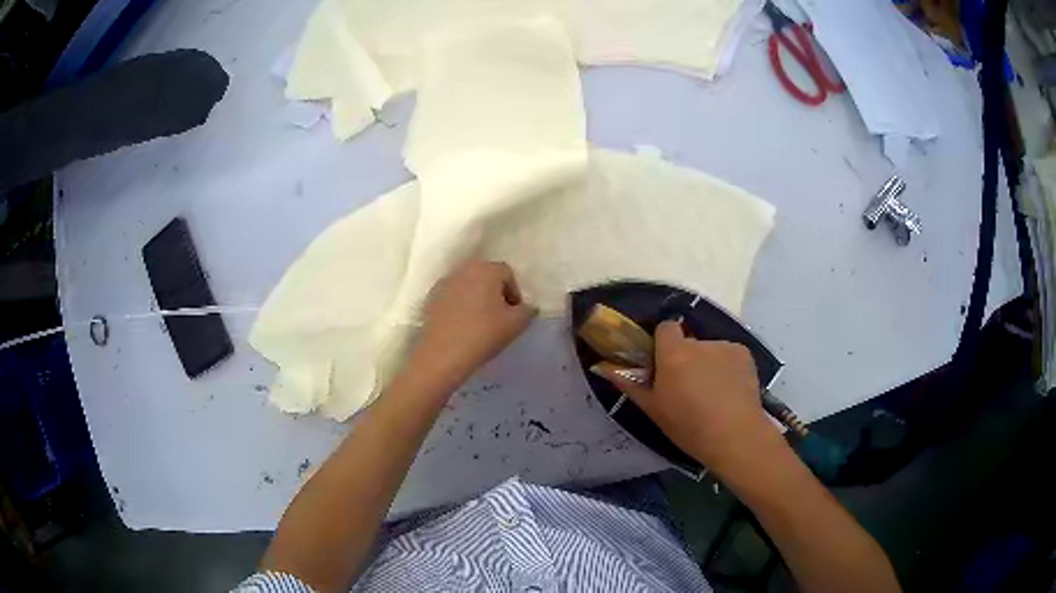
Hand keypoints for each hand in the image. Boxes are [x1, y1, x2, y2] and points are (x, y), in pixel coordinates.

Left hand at [410, 259, 536, 390]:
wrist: (442, 355)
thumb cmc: (483, 334)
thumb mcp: (516, 324)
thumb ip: (527, 311)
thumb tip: (527, 308)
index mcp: (485, 269)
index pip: (507, 273)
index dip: (515, 293)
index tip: (515, 314)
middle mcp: (463, 270)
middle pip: (485, 276)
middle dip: (495, 293)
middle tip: (500, 316)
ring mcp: (444, 283)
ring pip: (467, 286)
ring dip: (476, 299)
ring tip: (480, 322)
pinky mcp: (430, 299)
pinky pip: (452, 298)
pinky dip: (459, 307)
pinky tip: (462, 327)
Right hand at [594, 321, 779, 473]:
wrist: (735, 436)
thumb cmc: (688, 426)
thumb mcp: (653, 409)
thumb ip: (629, 384)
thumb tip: (603, 367)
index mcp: (673, 353)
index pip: (666, 327)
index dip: (663, 344)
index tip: (664, 365)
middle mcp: (699, 342)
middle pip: (688, 342)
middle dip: (687, 358)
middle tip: (688, 387)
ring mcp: (725, 346)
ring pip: (710, 350)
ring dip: (708, 364)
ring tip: (713, 393)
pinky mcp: (744, 353)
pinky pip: (729, 355)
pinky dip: (727, 367)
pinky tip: (730, 391)